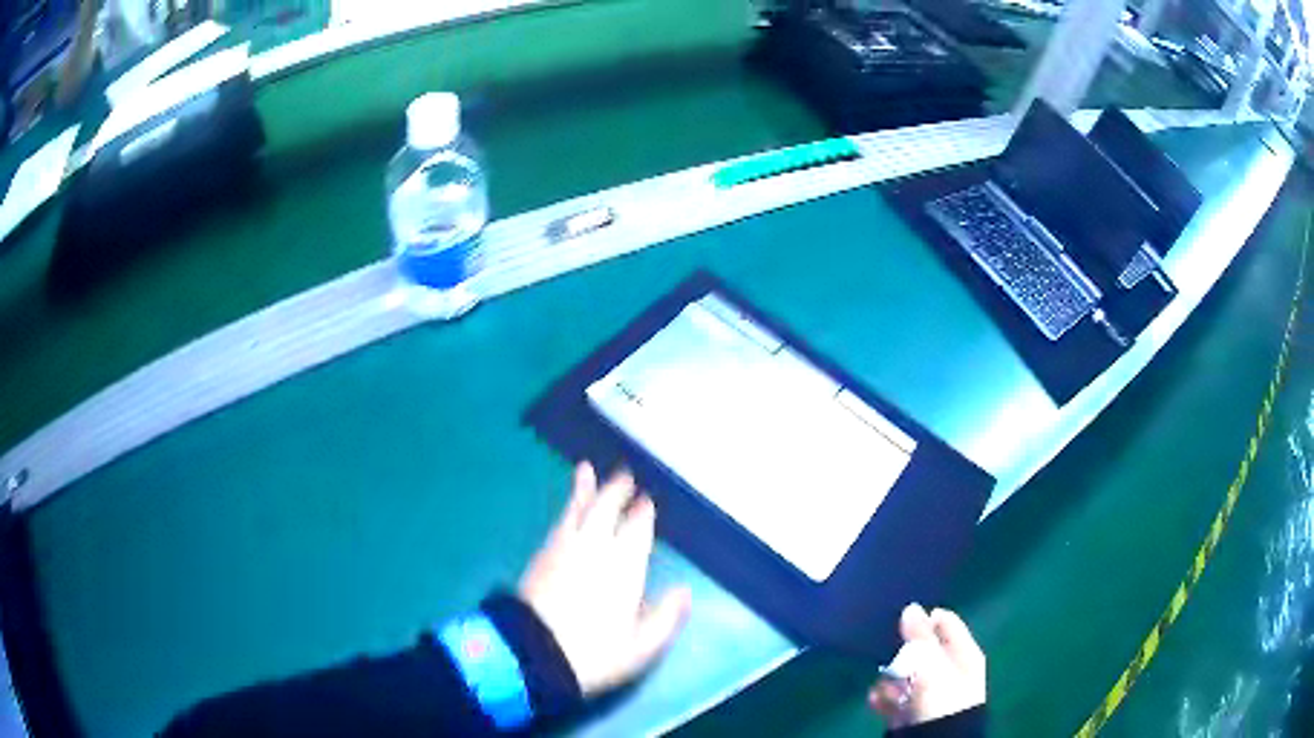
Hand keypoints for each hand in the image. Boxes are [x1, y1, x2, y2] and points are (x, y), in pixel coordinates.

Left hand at [518, 463, 691, 695]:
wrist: (533, 653)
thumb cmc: (594, 653)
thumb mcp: (640, 646)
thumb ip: (665, 617)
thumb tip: (684, 591)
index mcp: (623, 569)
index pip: (636, 532)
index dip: (642, 516)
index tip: (647, 503)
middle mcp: (594, 550)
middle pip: (606, 512)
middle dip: (616, 492)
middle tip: (625, 476)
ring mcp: (564, 550)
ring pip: (577, 511)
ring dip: (585, 490)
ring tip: (586, 469)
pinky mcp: (541, 556)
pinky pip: (558, 522)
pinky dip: (566, 508)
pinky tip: (567, 508)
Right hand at [868, 604, 986, 728]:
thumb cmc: (941, 697)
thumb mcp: (932, 662)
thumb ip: (920, 636)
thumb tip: (911, 608)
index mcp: (965, 653)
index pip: (946, 623)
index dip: (925, 618)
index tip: (900, 617)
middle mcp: (950, 671)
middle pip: (924, 650)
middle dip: (903, 650)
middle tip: (888, 651)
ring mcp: (931, 694)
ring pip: (906, 675)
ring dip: (892, 677)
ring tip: (882, 681)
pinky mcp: (912, 712)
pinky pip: (895, 698)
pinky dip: (885, 697)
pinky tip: (876, 697)